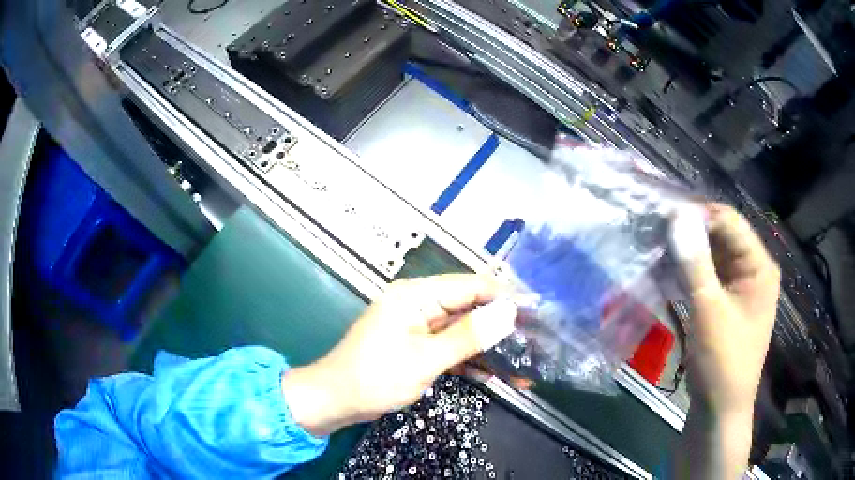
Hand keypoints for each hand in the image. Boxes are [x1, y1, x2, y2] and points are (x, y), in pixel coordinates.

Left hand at [281, 274, 516, 436]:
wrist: (335, 400)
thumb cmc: (374, 378)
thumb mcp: (425, 359)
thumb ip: (468, 337)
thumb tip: (508, 314)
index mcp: (416, 295)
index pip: (471, 285)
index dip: (504, 297)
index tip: (536, 314)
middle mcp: (419, 303)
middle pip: (470, 308)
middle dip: (501, 326)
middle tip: (536, 343)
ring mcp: (419, 326)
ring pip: (464, 330)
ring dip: (490, 347)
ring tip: (524, 364)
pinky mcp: (418, 345)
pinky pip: (451, 347)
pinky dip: (470, 360)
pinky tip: (496, 374)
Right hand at [671, 203, 779, 478]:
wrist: (720, 409)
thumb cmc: (722, 362)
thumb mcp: (709, 311)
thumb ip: (695, 261)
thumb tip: (677, 214)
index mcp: (759, 266)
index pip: (729, 222)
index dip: (697, 214)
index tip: (662, 215)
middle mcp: (753, 269)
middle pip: (720, 236)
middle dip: (688, 233)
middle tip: (653, 232)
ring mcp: (740, 285)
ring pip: (711, 255)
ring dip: (685, 252)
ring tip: (654, 249)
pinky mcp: (726, 300)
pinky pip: (707, 275)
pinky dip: (687, 271)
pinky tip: (665, 271)